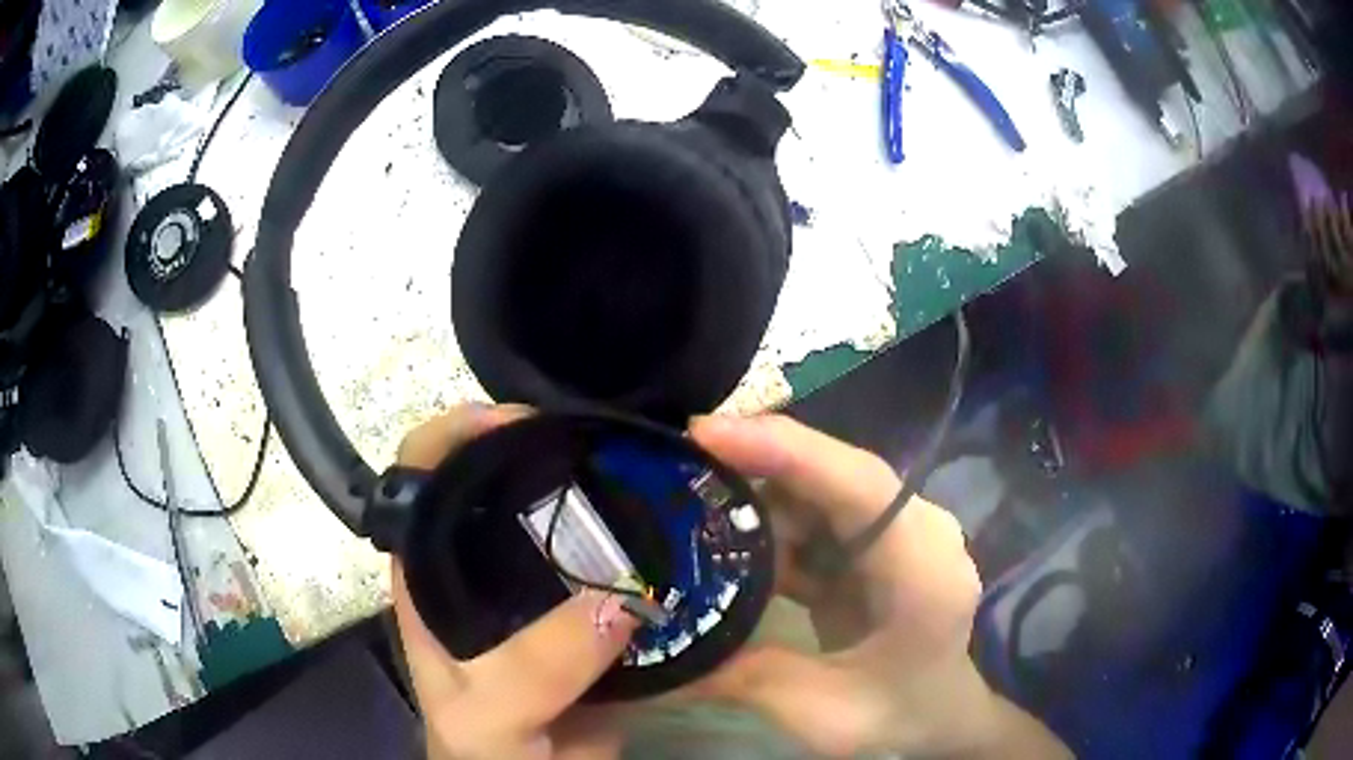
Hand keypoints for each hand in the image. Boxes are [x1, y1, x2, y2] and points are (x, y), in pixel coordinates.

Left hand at [393, 404, 637, 759]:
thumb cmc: (484, 753)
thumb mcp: (486, 716)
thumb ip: (533, 667)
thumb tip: (621, 598)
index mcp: (431, 577)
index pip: (425, 477)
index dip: (458, 435)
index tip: (522, 422)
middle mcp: (481, 571)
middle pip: (504, 486)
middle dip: (549, 454)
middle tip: (609, 444)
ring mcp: (540, 595)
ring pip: (569, 526)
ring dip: (606, 500)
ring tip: (654, 478)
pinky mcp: (591, 621)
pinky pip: (620, 572)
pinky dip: (646, 553)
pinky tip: (679, 539)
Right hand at [691, 414, 1069, 758]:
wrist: (941, 715)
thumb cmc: (899, 716)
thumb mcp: (821, 713)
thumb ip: (739, 679)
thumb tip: (649, 662)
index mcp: (924, 568)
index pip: (860, 484)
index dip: (785, 450)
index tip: (705, 433)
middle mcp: (917, 532)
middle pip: (834, 475)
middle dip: (755, 460)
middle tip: (675, 462)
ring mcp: (896, 535)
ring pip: (819, 493)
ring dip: (756, 495)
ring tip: (683, 501)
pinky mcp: (873, 547)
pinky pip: (815, 520)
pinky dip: (768, 527)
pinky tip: (721, 542)